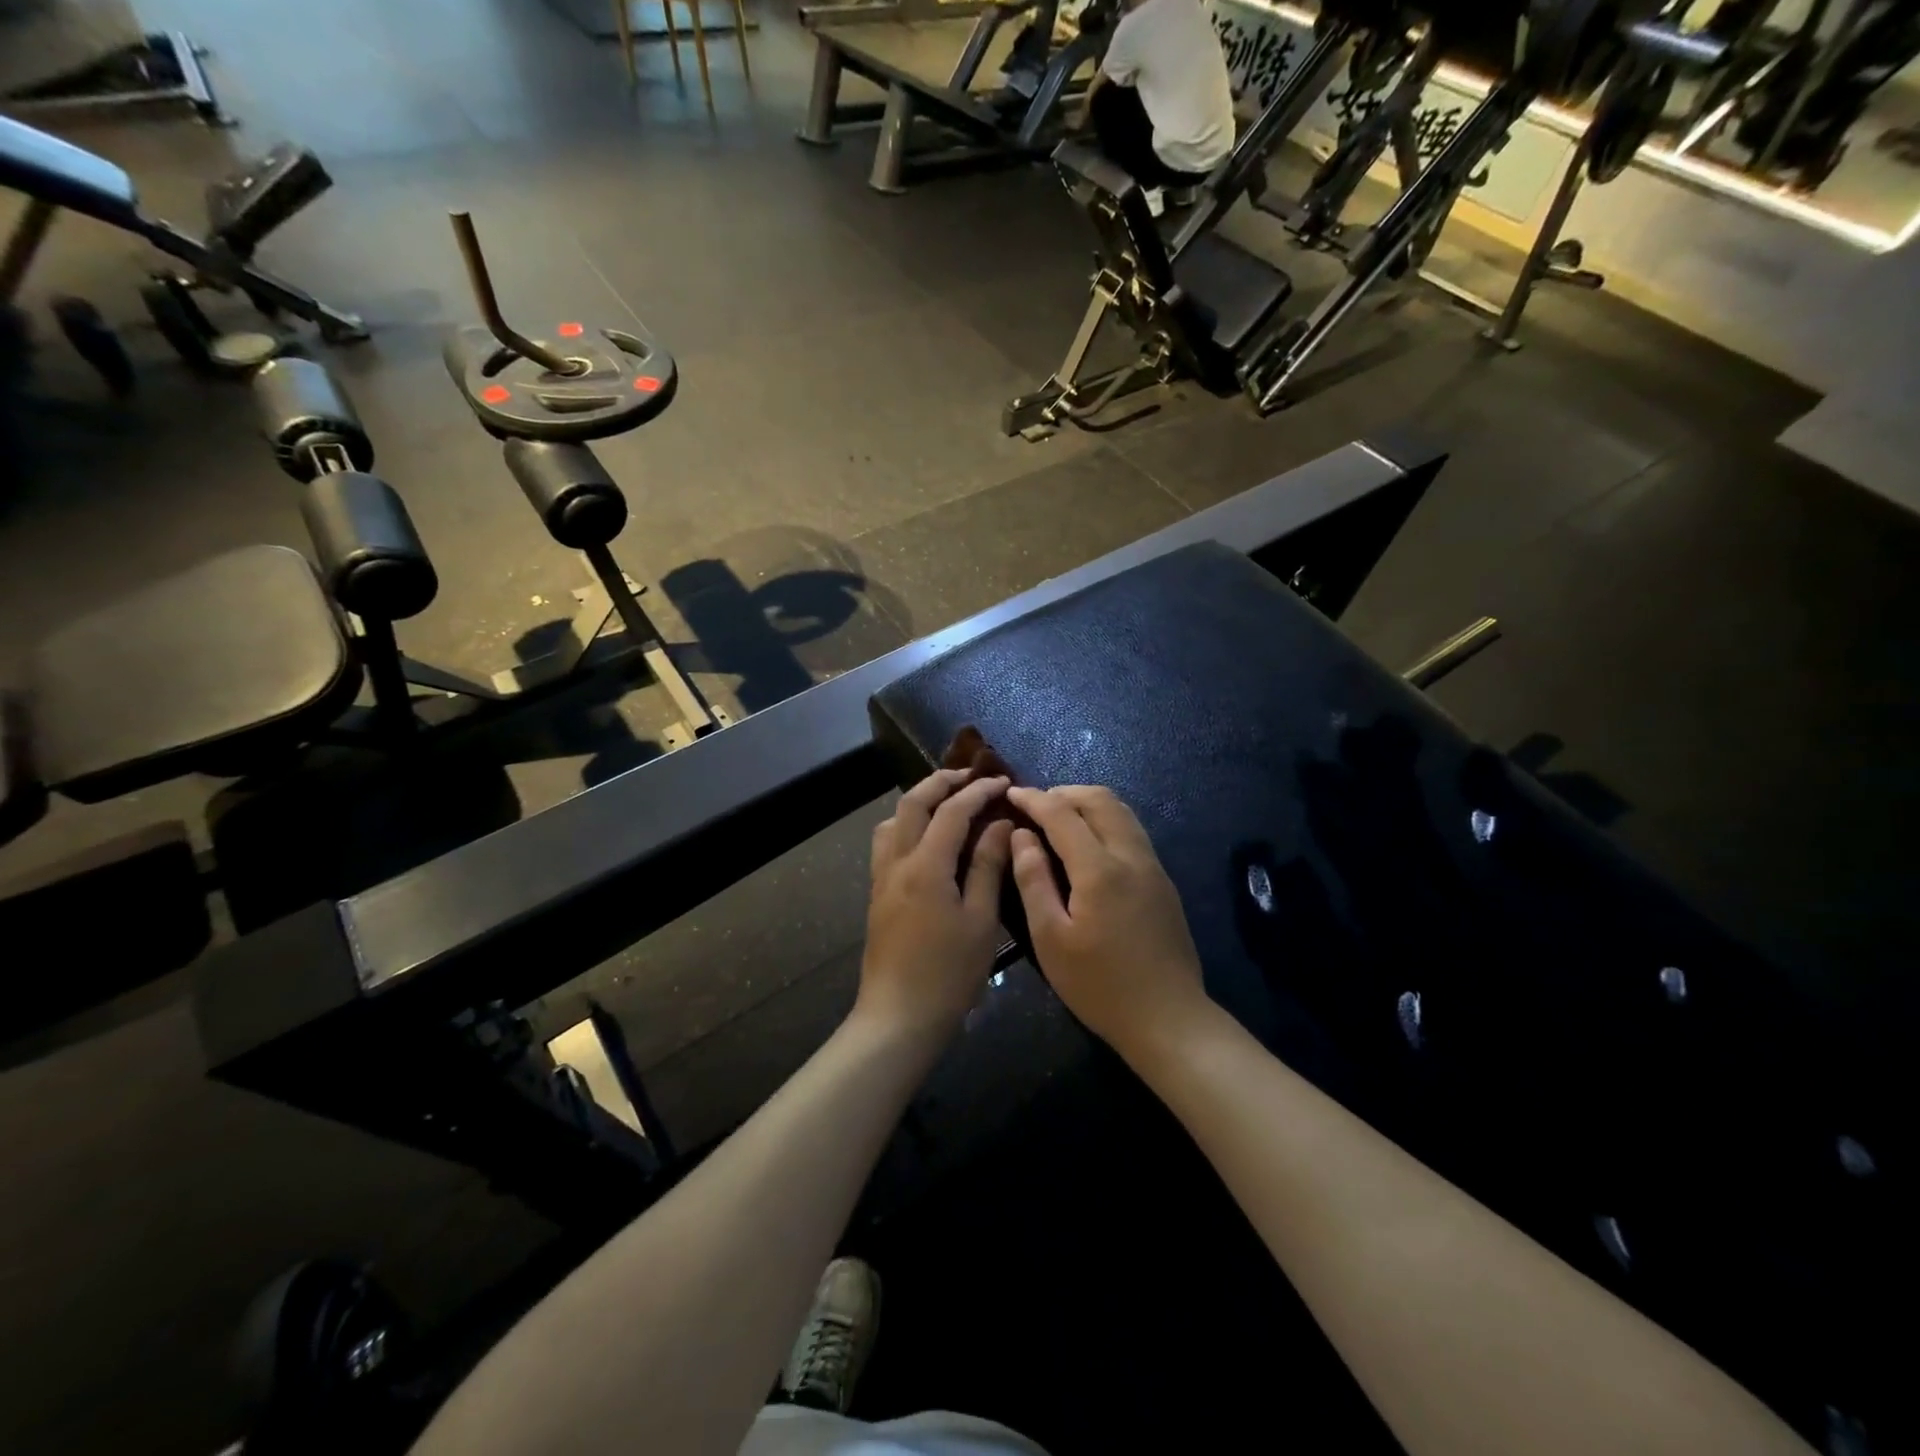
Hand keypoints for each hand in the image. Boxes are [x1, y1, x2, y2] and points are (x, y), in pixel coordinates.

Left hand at [858, 770, 1013, 1046]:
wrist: (898, 1017)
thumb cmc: (948, 973)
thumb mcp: (980, 920)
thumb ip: (987, 866)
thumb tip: (1000, 825)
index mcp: (925, 865)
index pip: (952, 811)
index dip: (978, 791)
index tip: (1003, 782)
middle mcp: (897, 862)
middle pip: (912, 803)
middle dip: (940, 782)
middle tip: (969, 775)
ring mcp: (881, 878)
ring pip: (892, 821)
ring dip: (918, 801)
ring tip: (946, 803)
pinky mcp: (877, 895)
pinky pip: (888, 843)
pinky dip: (907, 825)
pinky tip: (928, 841)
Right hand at [1007, 785, 1209, 1065]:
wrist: (1168, 1018)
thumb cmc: (1099, 985)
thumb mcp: (1050, 939)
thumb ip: (1033, 880)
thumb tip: (1021, 836)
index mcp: (1099, 868)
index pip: (1062, 814)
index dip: (1033, 799)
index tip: (1010, 792)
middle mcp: (1131, 855)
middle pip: (1099, 800)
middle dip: (1063, 792)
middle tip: (1034, 805)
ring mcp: (1153, 866)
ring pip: (1121, 811)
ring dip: (1087, 804)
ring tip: (1058, 818)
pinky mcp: (1163, 881)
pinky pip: (1132, 831)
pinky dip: (1105, 820)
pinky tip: (1088, 844)